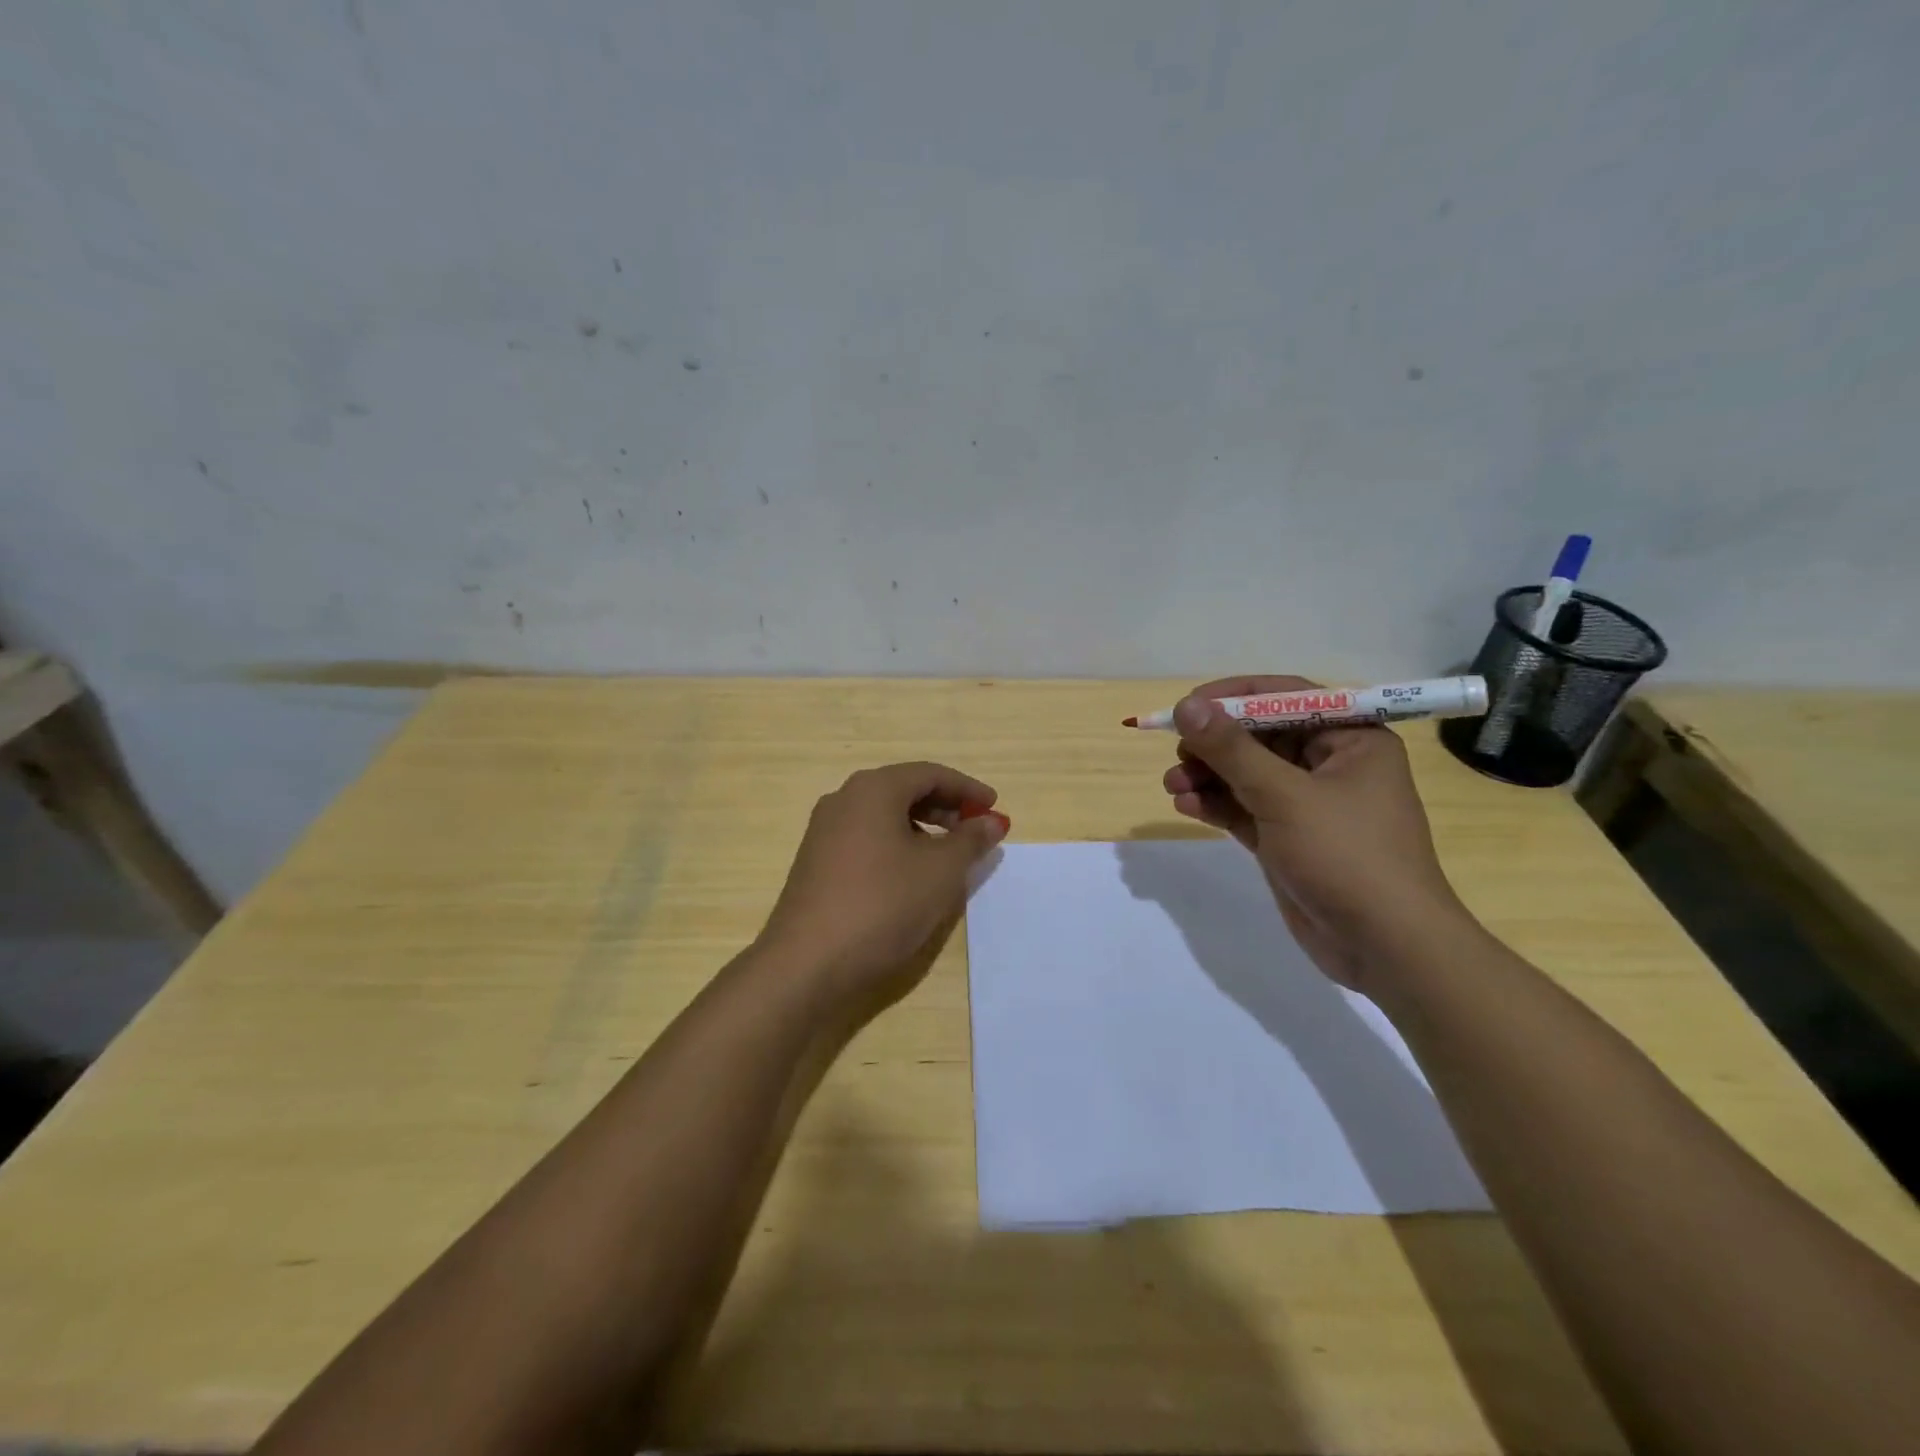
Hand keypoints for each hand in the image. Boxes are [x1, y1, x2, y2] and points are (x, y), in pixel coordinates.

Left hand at [758, 761, 1008, 1004]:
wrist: (807, 964)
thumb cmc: (883, 904)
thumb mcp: (940, 871)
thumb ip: (970, 840)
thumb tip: (991, 821)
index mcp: (874, 789)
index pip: (930, 774)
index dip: (968, 789)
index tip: (994, 808)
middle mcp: (844, 799)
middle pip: (905, 790)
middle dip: (945, 808)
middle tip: (976, 832)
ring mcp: (824, 831)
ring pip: (884, 816)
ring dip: (922, 828)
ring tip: (948, 857)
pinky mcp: (816, 861)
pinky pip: (866, 838)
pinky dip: (897, 845)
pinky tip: (911, 876)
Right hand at [1160, 676, 1468, 990]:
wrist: (1386, 947)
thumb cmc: (1346, 856)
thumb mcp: (1284, 796)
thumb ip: (1232, 750)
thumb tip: (1185, 707)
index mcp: (1351, 738)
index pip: (1284, 697)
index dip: (1232, 698)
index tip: (1186, 707)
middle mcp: (1330, 763)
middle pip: (1259, 737)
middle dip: (1214, 745)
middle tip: (1177, 753)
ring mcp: (1307, 804)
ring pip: (1246, 774)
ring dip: (1208, 776)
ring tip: (1172, 786)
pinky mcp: (1287, 838)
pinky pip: (1244, 808)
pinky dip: (1216, 804)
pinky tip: (1186, 806)